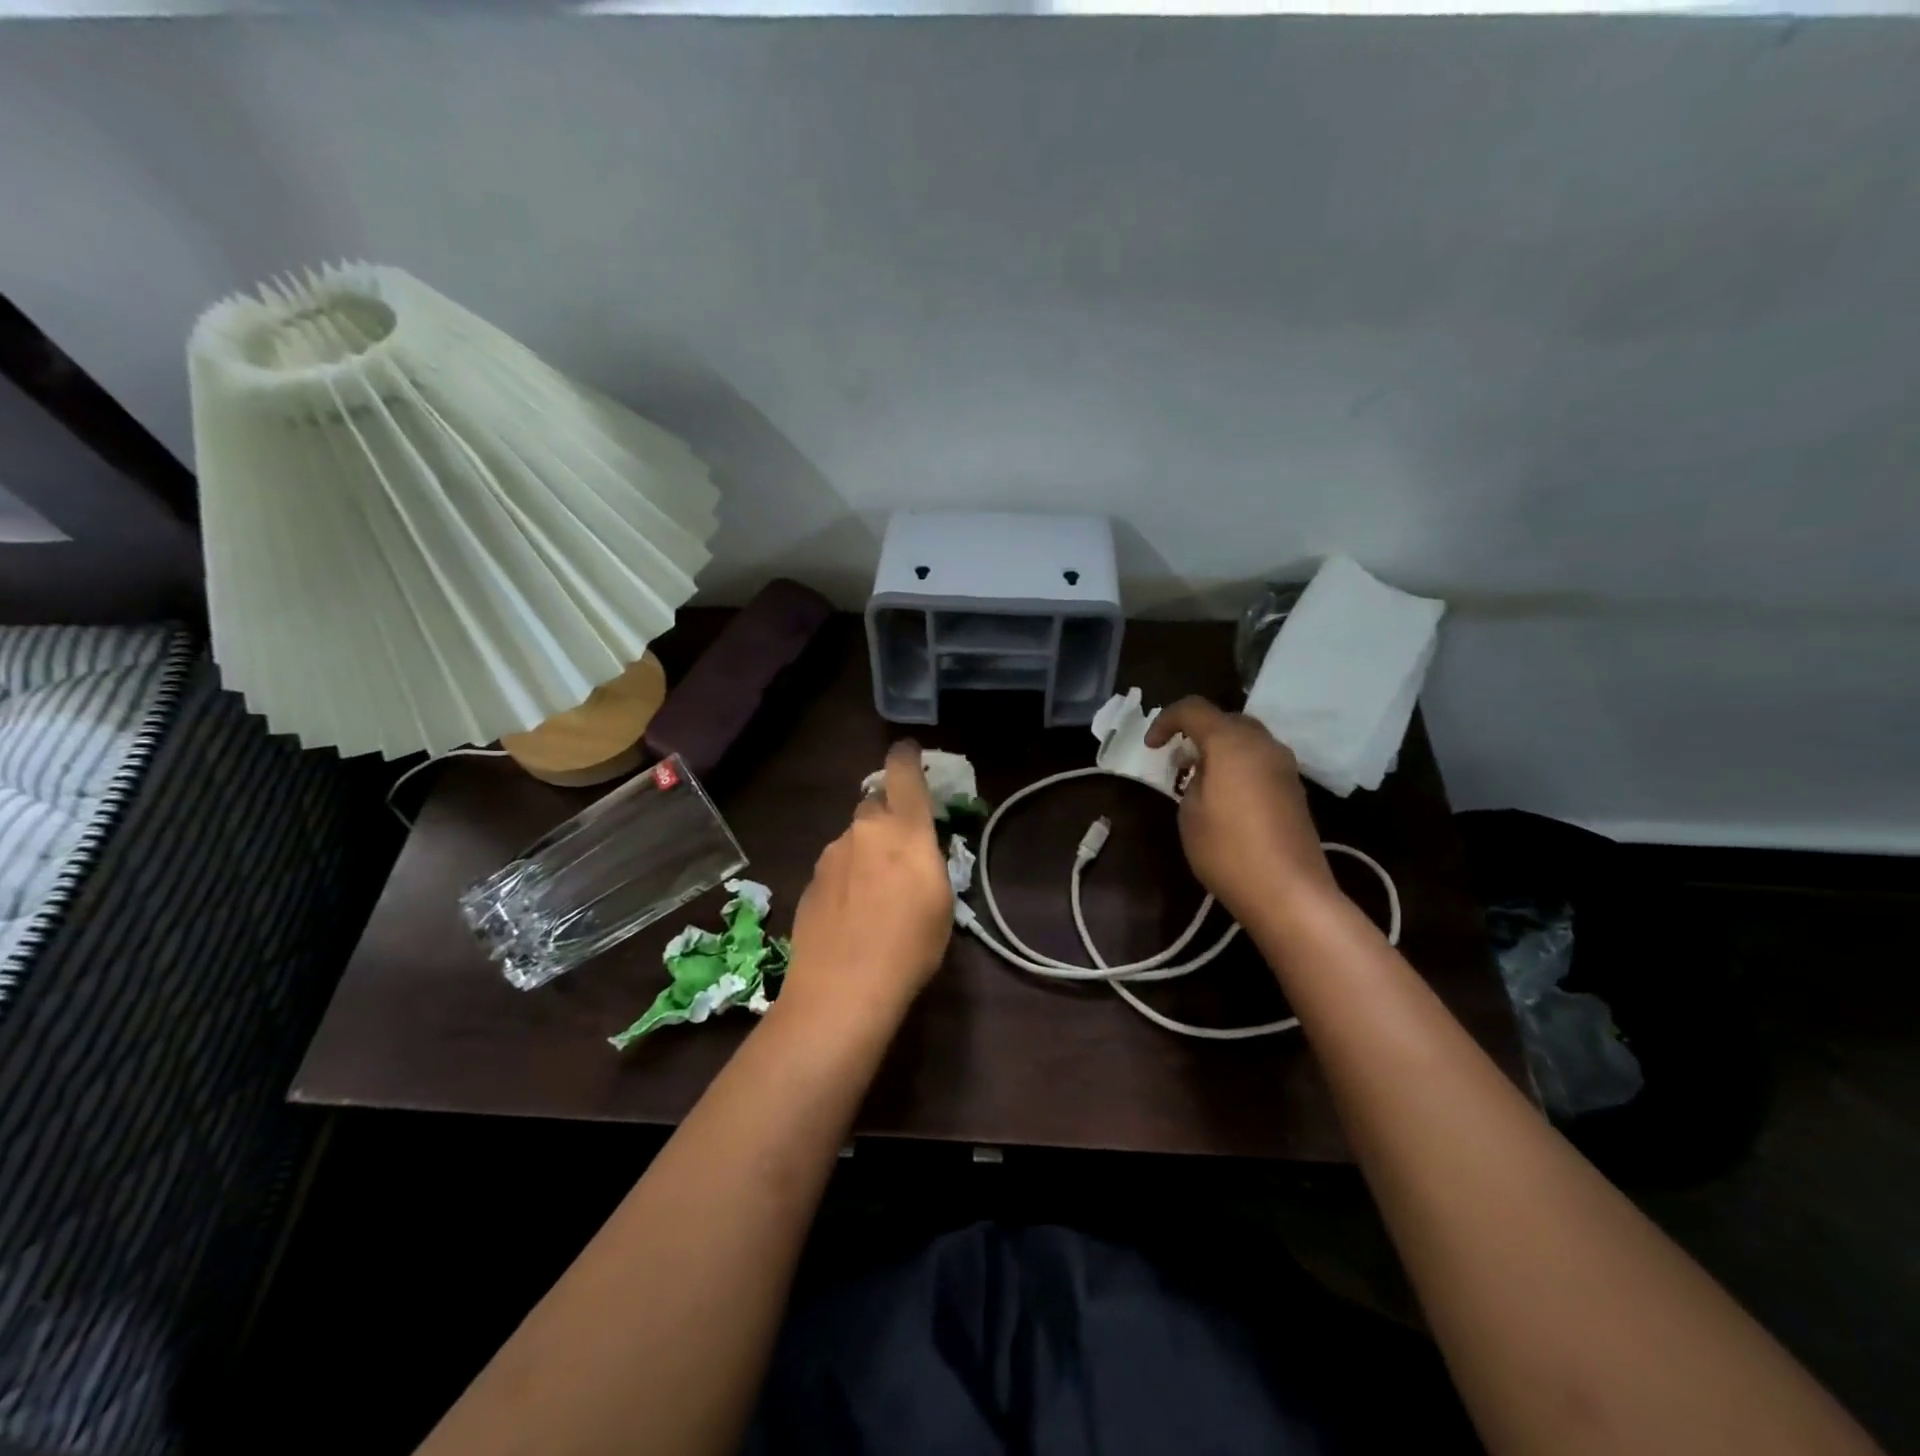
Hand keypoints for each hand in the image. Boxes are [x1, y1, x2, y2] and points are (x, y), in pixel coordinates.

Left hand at [783, 741, 953, 1027]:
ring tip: (874, 895)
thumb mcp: (941, 902)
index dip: (906, 757)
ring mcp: (831, 855)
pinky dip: (846, 878)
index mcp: (904, 830)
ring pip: (853, 839)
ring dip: (865, 852)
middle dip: (886, 818)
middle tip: (898, 851)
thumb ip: (928, 862)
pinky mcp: (810, 881)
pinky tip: (851, 914)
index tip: (907, 751)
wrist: (842, 988)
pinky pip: (835, 866)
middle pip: (874, 806)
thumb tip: (916, 852)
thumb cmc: (909, 946)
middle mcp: (864, 831)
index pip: (903, 773)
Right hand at [1146, 698, 1337, 925]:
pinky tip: (1225, 794)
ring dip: (1219, 748)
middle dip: (1196, 731)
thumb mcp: (1189, 813)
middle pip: (1225, 720)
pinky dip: (1238, 764)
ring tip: (1198, 777)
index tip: (1151, 747)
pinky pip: (1260, 760)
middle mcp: (1263, 744)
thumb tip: (1204, 773)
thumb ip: (1192, 780)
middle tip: (1176, 758)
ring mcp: (1284, 766)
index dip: (1165, 720)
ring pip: (1246, 739)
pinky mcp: (1294, 789)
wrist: (1288, 892)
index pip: (1193, 709)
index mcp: (1231, 742)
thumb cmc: (1227, 849)